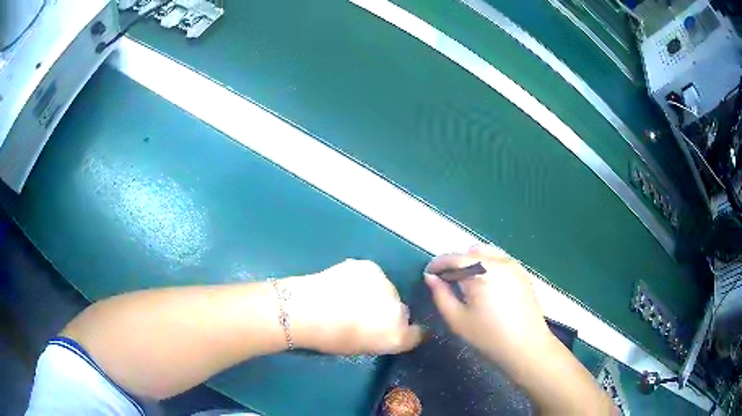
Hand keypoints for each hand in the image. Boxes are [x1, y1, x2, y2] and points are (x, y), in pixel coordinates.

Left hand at [282, 259, 422, 354]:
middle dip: (387, 311)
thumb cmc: (328, 338)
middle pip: (401, 310)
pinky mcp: (372, 267)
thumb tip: (381, 328)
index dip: (407, 331)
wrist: (305, 310)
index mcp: (397, 336)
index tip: (394, 329)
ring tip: (349, 295)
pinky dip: (363, 279)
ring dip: (376, 293)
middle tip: (364, 314)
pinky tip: (343, 282)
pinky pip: (373, 275)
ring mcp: (387, 285)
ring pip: (387, 290)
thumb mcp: (359, 348)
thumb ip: (380, 339)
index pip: (417, 333)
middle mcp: (399, 310)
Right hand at [424, 245, 552, 365]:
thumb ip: (441, 295)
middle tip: (446, 280)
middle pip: (469, 252)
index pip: (453, 258)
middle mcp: (498, 261)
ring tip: (466, 281)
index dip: (437, 264)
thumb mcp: (458, 320)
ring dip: (471, 260)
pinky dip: (487, 263)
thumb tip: (430, 277)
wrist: (527, 346)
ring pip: (486, 252)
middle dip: (454, 262)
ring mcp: (513, 265)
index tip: (429, 274)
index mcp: (480, 272)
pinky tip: (486, 283)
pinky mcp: (522, 272)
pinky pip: (500, 258)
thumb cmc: (489, 336)